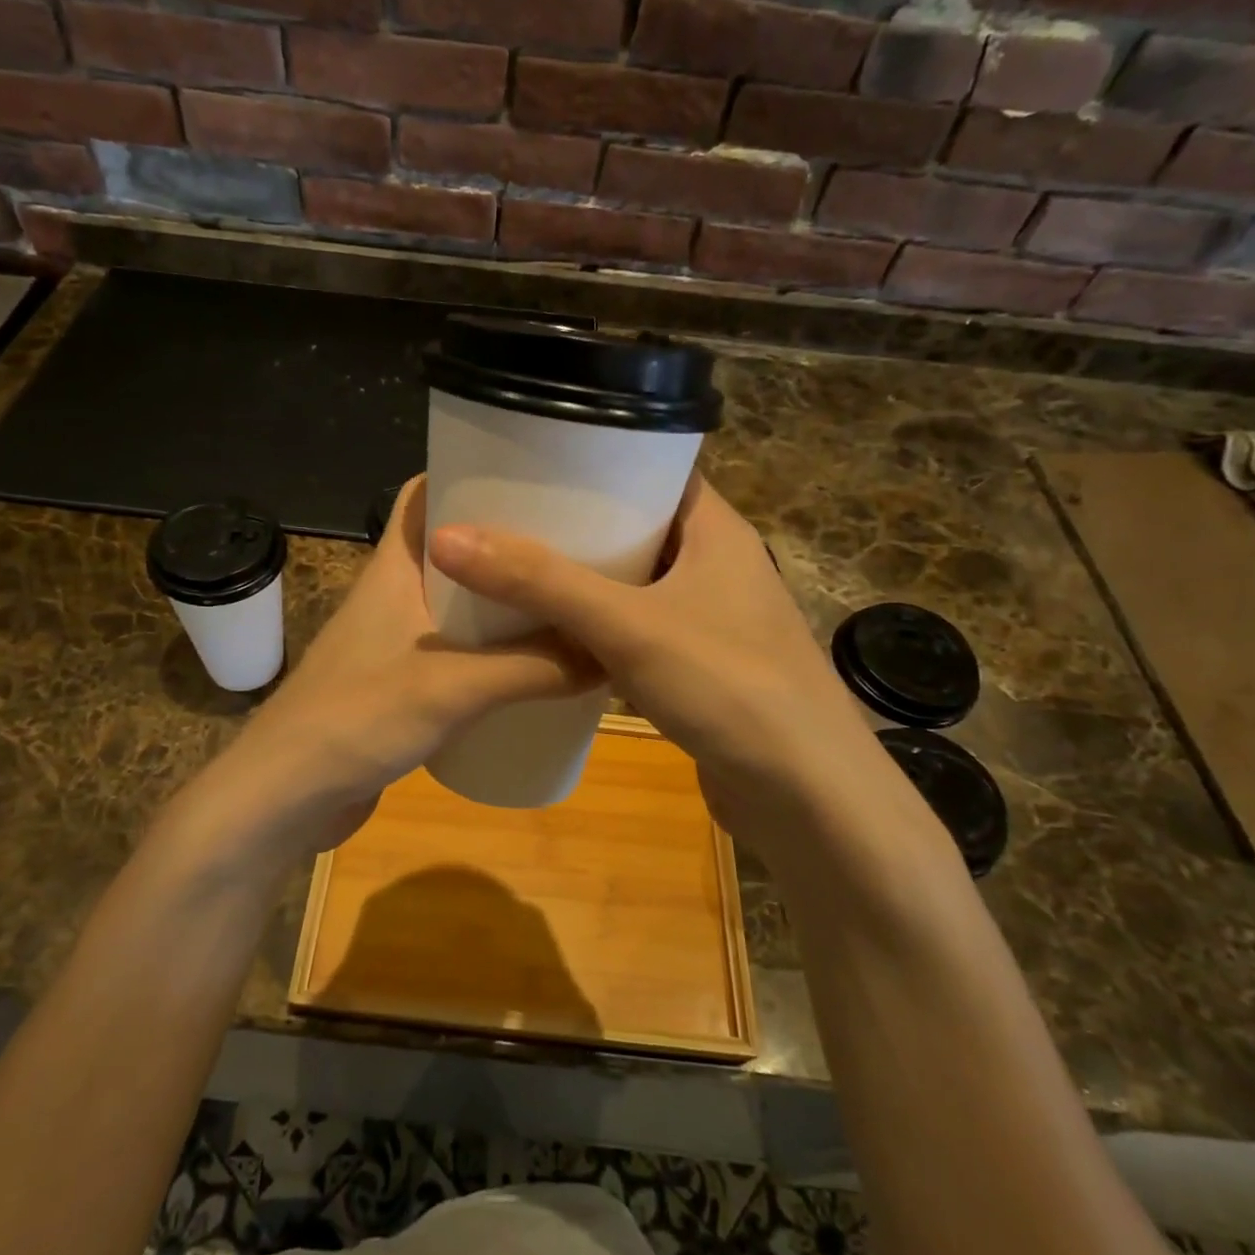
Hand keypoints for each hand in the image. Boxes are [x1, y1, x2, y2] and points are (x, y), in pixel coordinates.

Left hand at [205, 477, 598, 862]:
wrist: (285, 796)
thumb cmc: (359, 717)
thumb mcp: (454, 687)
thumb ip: (534, 668)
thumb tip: (610, 651)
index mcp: (394, 568)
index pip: (424, 493)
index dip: (469, 472)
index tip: (533, 474)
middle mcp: (393, 594)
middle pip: (453, 548)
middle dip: (506, 541)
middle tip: (571, 542)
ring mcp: (393, 641)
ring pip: (457, 603)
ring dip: (501, 599)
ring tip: (564, 599)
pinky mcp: (399, 684)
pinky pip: (455, 650)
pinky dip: (490, 649)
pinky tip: (531, 665)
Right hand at [428, 475, 895, 859]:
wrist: (806, 796)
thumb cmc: (728, 686)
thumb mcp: (626, 624)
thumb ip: (540, 581)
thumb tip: (448, 537)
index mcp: (715, 530)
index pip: (655, 468)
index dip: (598, 457)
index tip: (533, 460)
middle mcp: (718, 564)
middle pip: (638, 525)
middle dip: (578, 522)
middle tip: (508, 515)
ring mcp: (713, 618)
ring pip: (636, 582)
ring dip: (586, 578)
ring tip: (517, 567)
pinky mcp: (702, 666)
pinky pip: (639, 628)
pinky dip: (600, 625)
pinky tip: (554, 633)